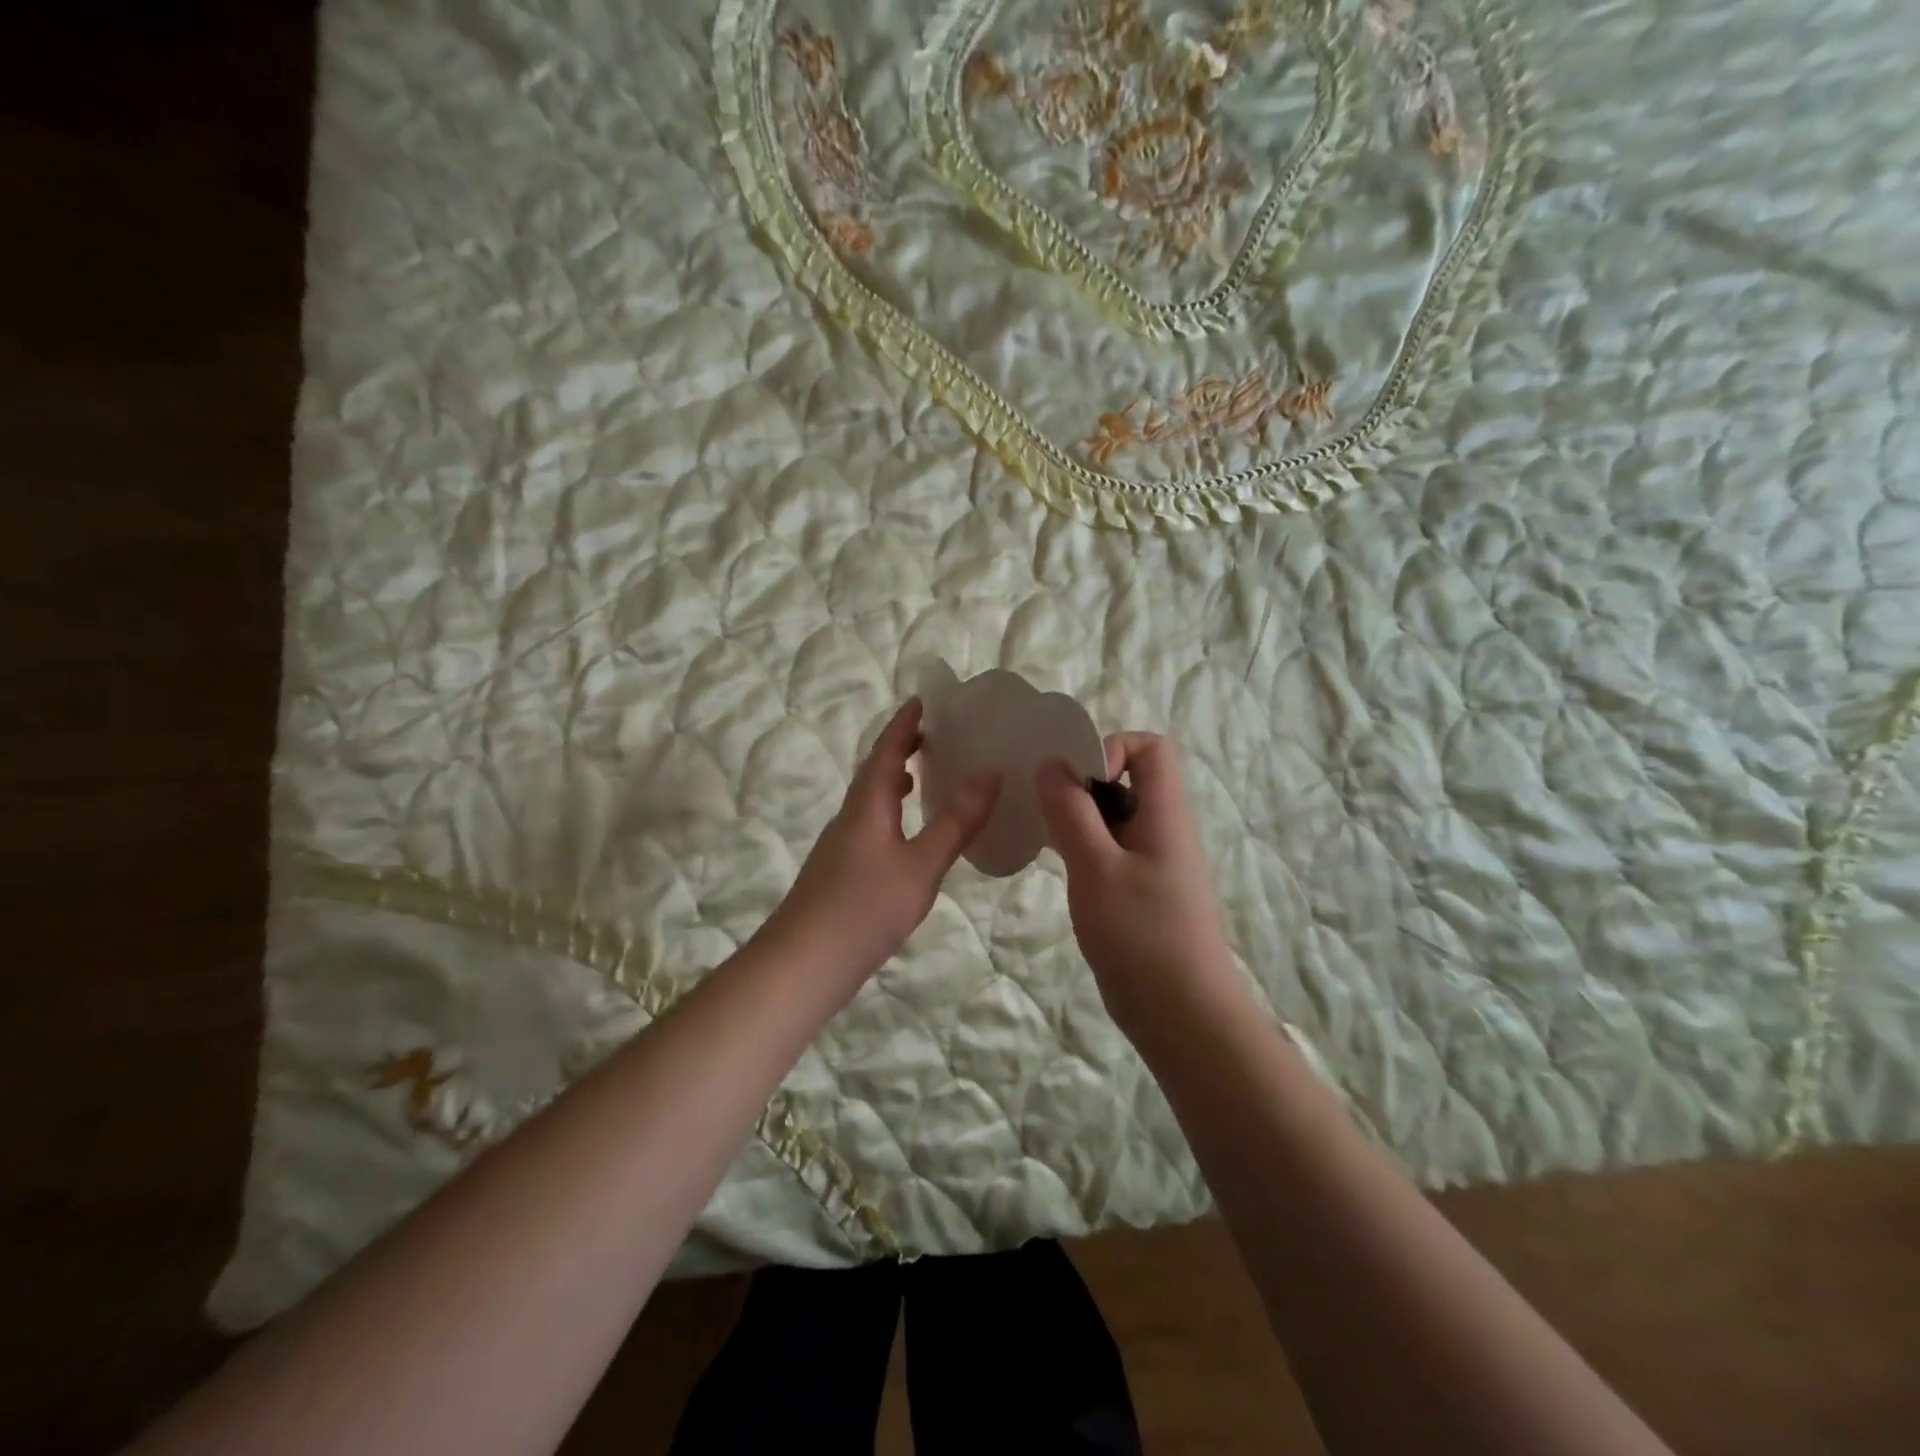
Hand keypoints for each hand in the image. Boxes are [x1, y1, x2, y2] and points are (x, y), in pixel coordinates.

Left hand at [764, 699, 1000, 995]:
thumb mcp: (920, 866)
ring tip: (921, 777)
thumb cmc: (864, 910)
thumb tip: (989, 772)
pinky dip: (890, 812)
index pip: (885, 751)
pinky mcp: (839, 871)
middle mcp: (850, 817)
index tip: (922, 701)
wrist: (803, 964)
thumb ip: (955, 821)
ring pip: (870, 799)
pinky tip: (905, 836)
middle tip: (933, 735)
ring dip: (893, 780)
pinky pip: (869, 823)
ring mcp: (840, 845)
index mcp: (867, 806)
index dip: (904, 725)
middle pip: (874, 771)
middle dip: (900, 748)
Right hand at [1036, 733, 1242, 1042]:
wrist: (1182, 1015)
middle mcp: (1162, 829)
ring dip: (1077, 817)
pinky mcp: (1139, 890)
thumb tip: (1052, 765)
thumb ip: (1072, 812)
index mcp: (1164, 813)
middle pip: (1126, 778)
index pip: (1150, 748)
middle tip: (1044, 808)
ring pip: (1112, 816)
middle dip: (1081, 784)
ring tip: (1043, 836)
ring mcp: (1151, 861)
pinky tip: (1055, 865)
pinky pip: (1109, 849)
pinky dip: (1081, 847)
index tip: (1076, 780)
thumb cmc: (1141, 935)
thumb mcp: (1096, 867)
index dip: (1111, 748)